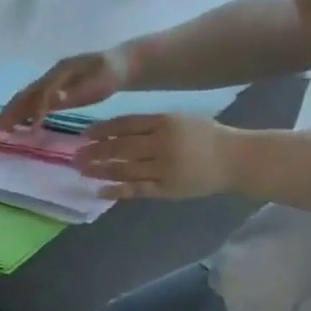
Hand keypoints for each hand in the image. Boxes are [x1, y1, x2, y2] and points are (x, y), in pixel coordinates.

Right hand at [0, 48, 129, 131]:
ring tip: (2, 127)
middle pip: (28, 93)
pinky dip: (25, 111)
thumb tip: (53, 100)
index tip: (26, 130)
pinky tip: (20, 123)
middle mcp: (52, 74)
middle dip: (12, 110)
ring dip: (15, 111)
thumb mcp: (98, 81)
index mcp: (60, 72)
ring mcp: (53, 80)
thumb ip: (76, 91)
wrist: (122, 64)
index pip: (40, 93)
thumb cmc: (111, 74)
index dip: (32, 111)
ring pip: (29, 96)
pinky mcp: (56, 88)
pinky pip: (36, 99)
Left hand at [75, 113, 240, 199]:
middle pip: (120, 147)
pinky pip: (136, 190)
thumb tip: (114, 131)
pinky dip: (116, 190)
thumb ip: (151, 125)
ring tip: (82, 171)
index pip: (126, 125)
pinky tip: (100, 191)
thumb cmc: (205, 137)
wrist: (235, 159)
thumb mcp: (180, 120)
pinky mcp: (165, 188)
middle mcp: (161, 143)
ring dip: (100, 170)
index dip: (103, 130)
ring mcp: (163, 167)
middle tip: (75, 156)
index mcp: (165, 122)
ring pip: (124, 169)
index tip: (84, 134)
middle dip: (95, 152)